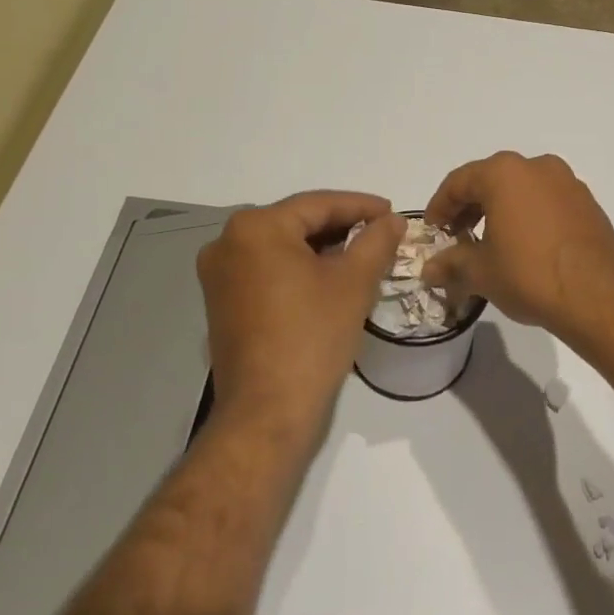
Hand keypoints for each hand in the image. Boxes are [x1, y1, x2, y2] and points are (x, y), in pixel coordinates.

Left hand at [198, 192, 404, 438]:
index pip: (318, 204)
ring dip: (323, 249)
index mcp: (256, 228)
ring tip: (363, 255)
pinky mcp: (222, 302)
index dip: (361, 206)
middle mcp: (227, 242)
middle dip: (342, 227)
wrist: (268, 411)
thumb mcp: (354, 282)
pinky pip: (268, 270)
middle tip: (381, 233)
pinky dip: (300, 269)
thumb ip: (376, 240)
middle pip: (297, 223)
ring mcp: (219, 274)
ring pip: (283, 247)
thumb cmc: (312, 337)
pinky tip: (331, 279)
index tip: (393, 212)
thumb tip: (393, 220)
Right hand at [422, 152, 613, 344]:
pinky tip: (525, 245)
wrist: (597, 296)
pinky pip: (547, 201)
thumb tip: (429, 270)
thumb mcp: (481, 272)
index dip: (440, 206)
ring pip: (522, 189)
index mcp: (505, 173)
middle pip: (491, 180)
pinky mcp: (588, 203)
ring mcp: (568, 182)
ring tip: (490, 243)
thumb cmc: (529, 275)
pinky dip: (529, 215)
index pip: (459, 182)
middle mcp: (537, 167)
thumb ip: (451, 264)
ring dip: (500, 210)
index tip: (433, 230)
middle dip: (470, 207)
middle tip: (457, 237)